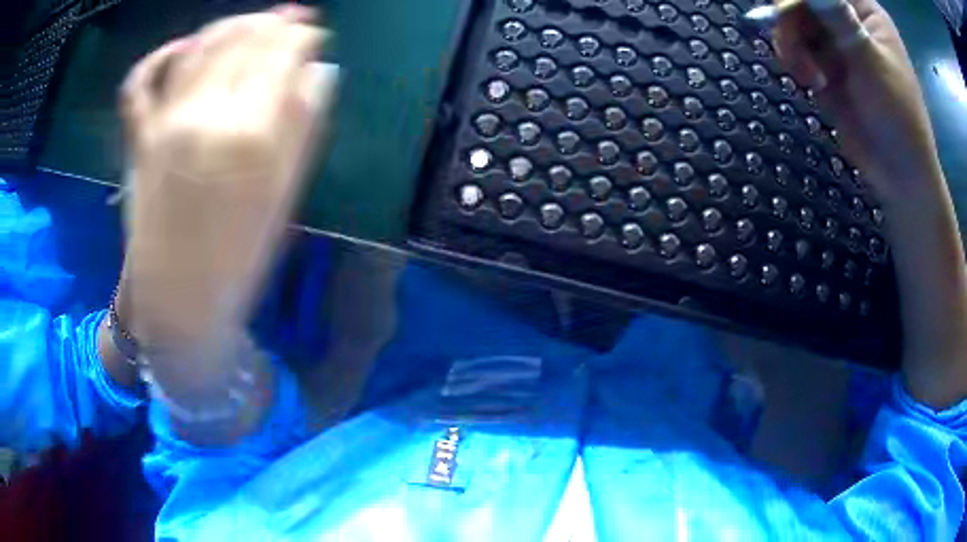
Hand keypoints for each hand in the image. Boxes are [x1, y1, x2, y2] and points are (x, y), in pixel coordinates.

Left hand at [121, 7, 336, 355]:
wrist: (178, 302)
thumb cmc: (239, 259)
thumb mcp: (284, 196)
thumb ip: (304, 124)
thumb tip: (321, 70)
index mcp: (250, 133)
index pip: (281, 54)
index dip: (301, 36)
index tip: (315, 34)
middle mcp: (204, 114)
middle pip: (242, 41)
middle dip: (271, 23)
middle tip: (291, 20)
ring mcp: (164, 122)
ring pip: (198, 47)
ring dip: (229, 25)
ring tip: (251, 23)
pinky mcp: (138, 138)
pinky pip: (140, 82)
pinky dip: (159, 56)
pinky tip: (182, 46)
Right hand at [772, 0, 942, 203]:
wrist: (899, 174)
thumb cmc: (897, 116)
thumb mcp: (869, 59)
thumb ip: (836, 14)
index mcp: (865, 11)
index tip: (785, 9)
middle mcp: (848, 19)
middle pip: (803, 0)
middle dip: (790, 18)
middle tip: (789, 45)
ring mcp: (837, 43)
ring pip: (795, 21)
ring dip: (791, 43)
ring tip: (805, 75)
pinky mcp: (826, 65)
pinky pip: (797, 48)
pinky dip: (795, 60)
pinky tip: (810, 81)